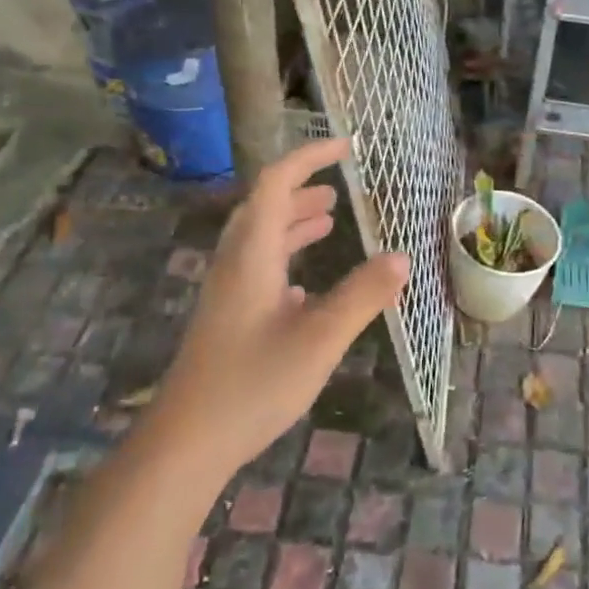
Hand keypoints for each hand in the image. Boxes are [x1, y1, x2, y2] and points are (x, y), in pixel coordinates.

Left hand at [143, 138, 408, 484]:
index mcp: (252, 254)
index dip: (310, 157)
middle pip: (265, 207)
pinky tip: (304, 285)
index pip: (277, 183)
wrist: (187, 442)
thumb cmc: (253, 383)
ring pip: (261, 240)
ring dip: (293, 223)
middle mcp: (235, 264)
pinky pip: (258, 270)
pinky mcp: (227, 319)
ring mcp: (227, 293)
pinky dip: (285, 259)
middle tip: (339, 187)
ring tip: (329, 219)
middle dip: (302, 189)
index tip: (346, 146)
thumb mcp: (320, 339)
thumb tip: (401, 258)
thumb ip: (362, 296)